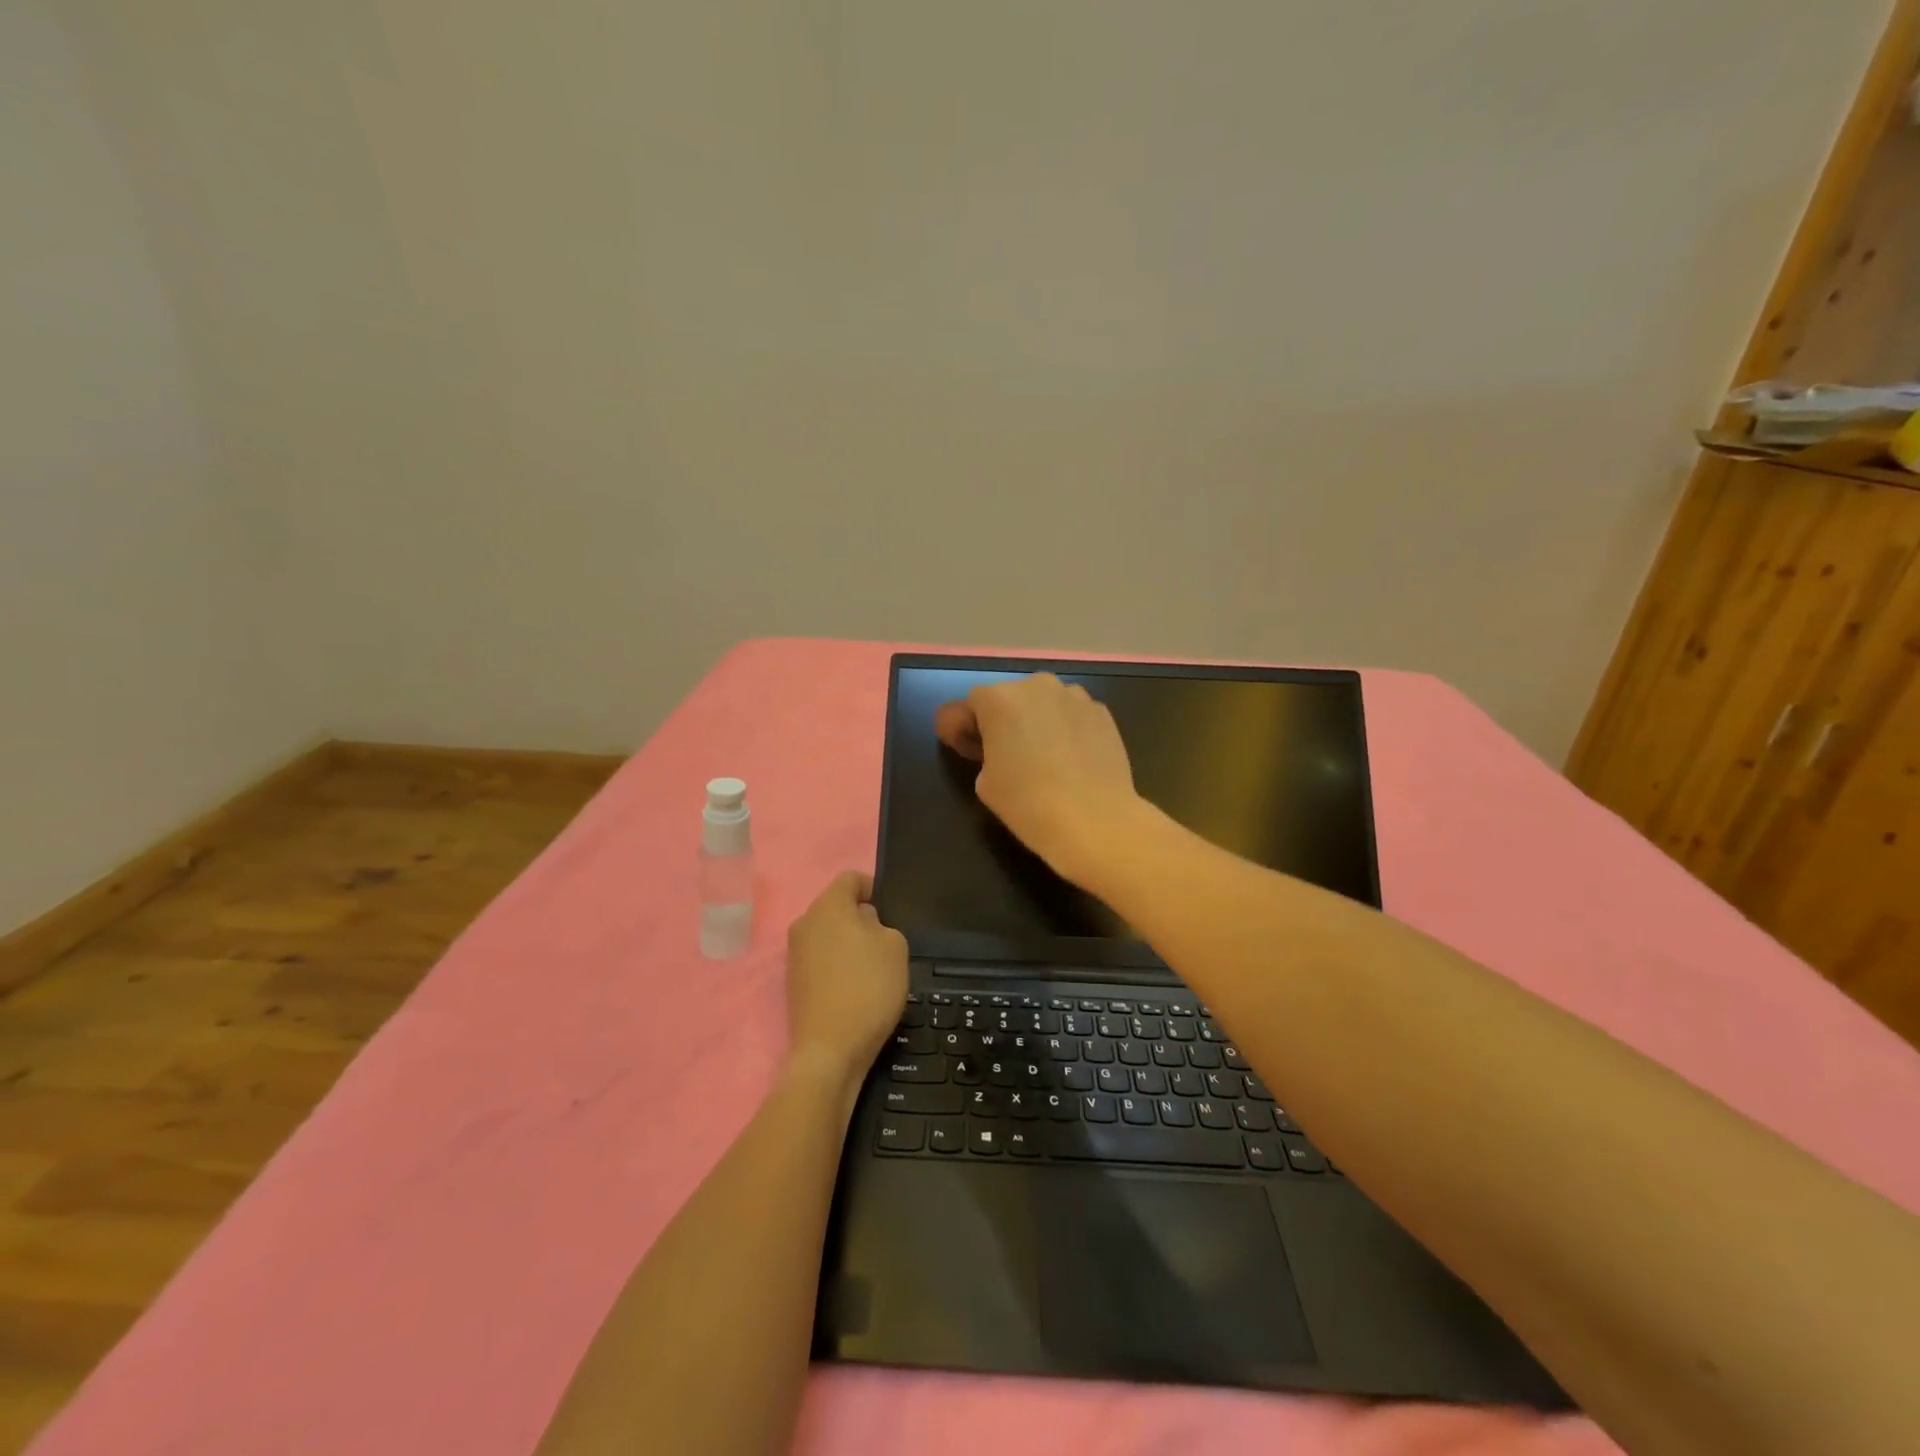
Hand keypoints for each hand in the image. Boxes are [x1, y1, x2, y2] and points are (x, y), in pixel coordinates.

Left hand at [784, 871, 908, 1092]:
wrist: (830, 1050)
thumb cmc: (868, 988)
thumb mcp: (895, 947)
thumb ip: (881, 924)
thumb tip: (863, 925)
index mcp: (828, 906)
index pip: (850, 878)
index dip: (873, 887)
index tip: (890, 909)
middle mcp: (804, 923)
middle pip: (837, 907)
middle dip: (861, 918)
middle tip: (886, 942)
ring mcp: (794, 954)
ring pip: (828, 934)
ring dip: (849, 943)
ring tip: (873, 968)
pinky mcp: (793, 982)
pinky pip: (820, 959)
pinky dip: (837, 966)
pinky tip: (856, 989)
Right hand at [934, 673, 1144, 884]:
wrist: (1094, 820)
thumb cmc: (1028, 802)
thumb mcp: (984, 782)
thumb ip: (985, 752)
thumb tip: (1000, 748)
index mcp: (999, 699)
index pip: (971, 703)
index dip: (967, 727)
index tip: (971, 752)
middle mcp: (1037, 685)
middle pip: (1011, 697)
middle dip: (1006, 720)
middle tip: (1008, 755)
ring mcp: (1075, 696)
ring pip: (1046, 703)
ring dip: (1039, 721)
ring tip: (1045, 757)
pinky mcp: (1103, 712)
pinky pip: (1074, 715)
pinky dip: (1068, 729)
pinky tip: (1073, 761)